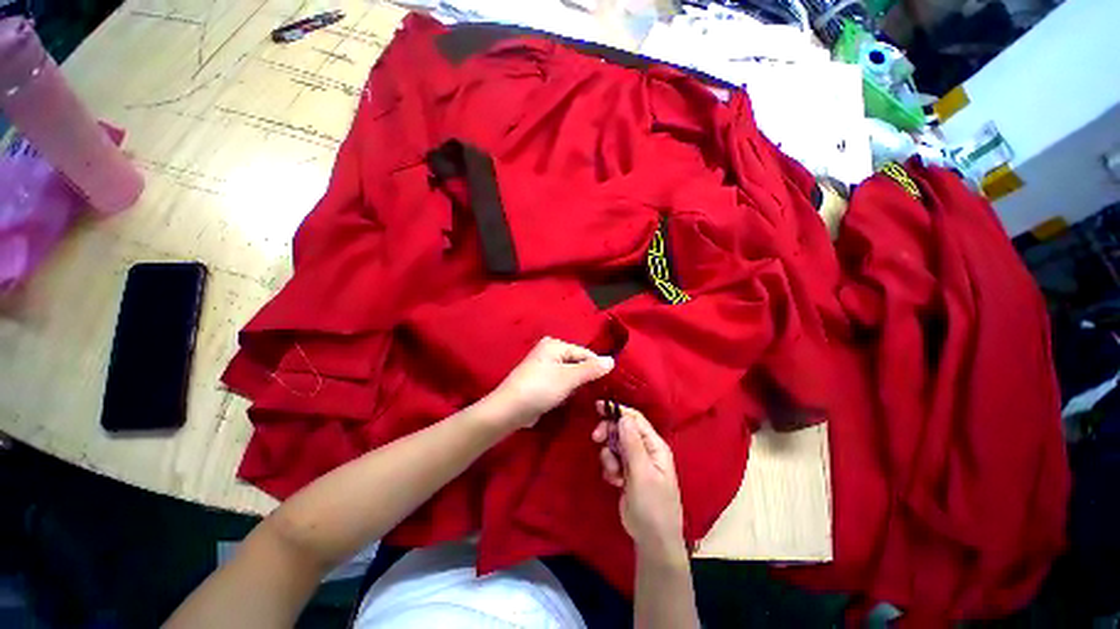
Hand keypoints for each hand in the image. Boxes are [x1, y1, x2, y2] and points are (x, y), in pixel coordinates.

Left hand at [483, 337, 613, 430]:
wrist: (509, 411)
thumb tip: (612, 360)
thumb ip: (591, 369)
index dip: (597, 368)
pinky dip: (566, 391)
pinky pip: (561, 383)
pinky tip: (569, 401)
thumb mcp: (568, 378)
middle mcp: (550, 352)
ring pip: (570, 375)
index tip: (609, 384)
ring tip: (585, 398)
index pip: (584, 353)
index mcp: (555, 345)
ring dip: (576, 387)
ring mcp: (545, 367)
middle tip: (597, 393)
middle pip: (577, 363)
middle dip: (586, 378)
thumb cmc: (539, 389)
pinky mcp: (542, 382)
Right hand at [592, 403, 686, 563]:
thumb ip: (632, 444)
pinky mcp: (626, 473)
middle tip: (596, 439)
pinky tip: (615, 482)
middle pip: (622, 429)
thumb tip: (623, 417)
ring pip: (615, 445)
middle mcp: (646, 450)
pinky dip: (610, 468)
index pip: (635, 420)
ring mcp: (635, 462)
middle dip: (609, 433)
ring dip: (609, 456)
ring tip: (614, 474)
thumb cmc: (653, 505)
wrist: (652, 539)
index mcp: (655, 446)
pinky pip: (612, 460)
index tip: (598, 407)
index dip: (618, 411)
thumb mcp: (642, 473)